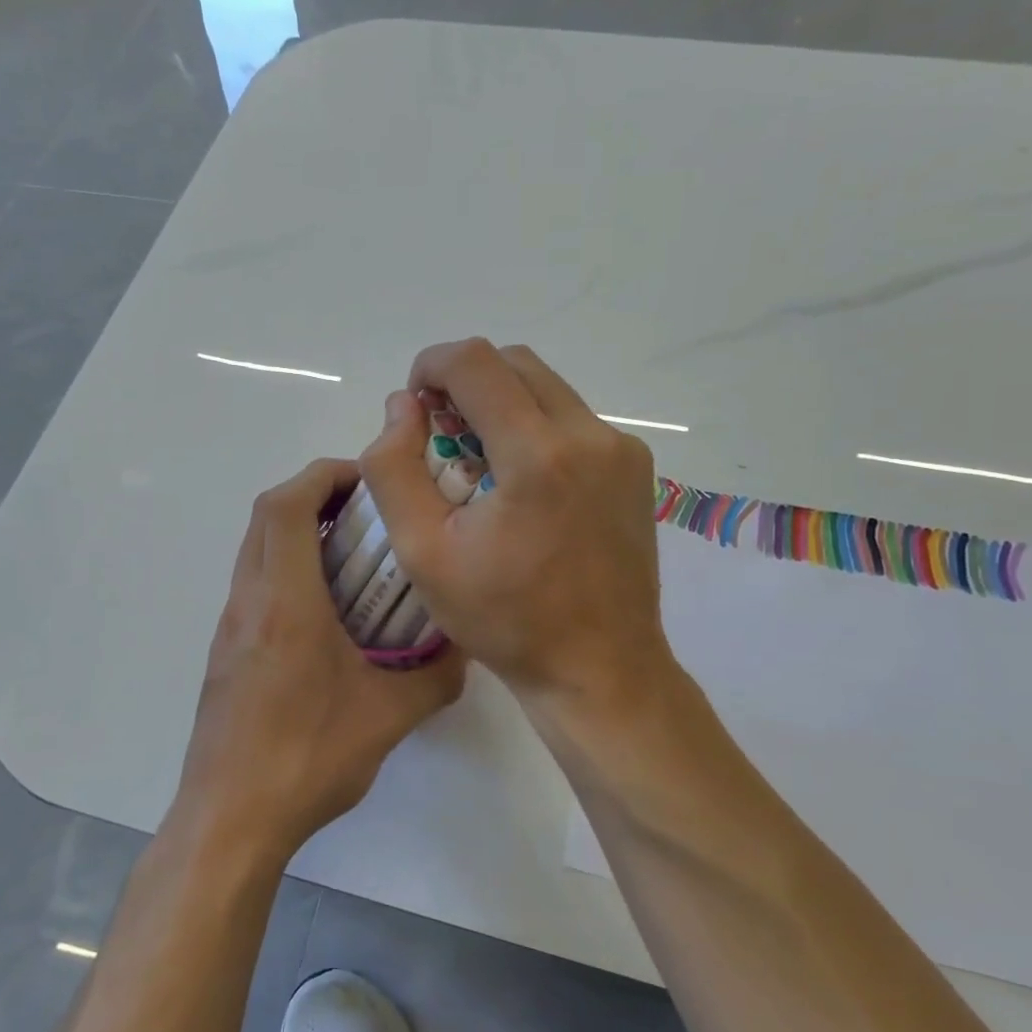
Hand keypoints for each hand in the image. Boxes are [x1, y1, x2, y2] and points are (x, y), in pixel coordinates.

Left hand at [174, 458, 467, 862]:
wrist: (229, 820)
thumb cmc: (307, 759)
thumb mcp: (390, 717)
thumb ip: (436, 675)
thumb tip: (465, 646)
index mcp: (285, 601)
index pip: (289, 504)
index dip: (326, 475)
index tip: (369, 482)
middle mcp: (249, 600)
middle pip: (267, 514)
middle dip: (316, 493)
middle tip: (367, 511)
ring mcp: (230, 625)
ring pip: (256, 547)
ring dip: (299, 530)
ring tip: (354, 553)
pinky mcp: (225, 650)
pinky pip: (254, 582)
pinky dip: (287, 566)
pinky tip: (327, 609)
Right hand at [361, 338, 674, 713]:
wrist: (600, 669)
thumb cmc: (505, 619)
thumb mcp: (423, 553)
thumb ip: (394, 469)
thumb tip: (401, 407)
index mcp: (538, 454)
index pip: (475, 362)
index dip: (431, 365)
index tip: (414, 404)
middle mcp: (591, 435)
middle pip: (515, 364)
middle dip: (467, 383)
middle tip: (441, 436)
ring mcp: (622, 450)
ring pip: (547, 389)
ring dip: (503, 405)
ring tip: (481, 465)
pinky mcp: (637, 468)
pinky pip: (574, 420)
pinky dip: (536, 428)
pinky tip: (522, 485)